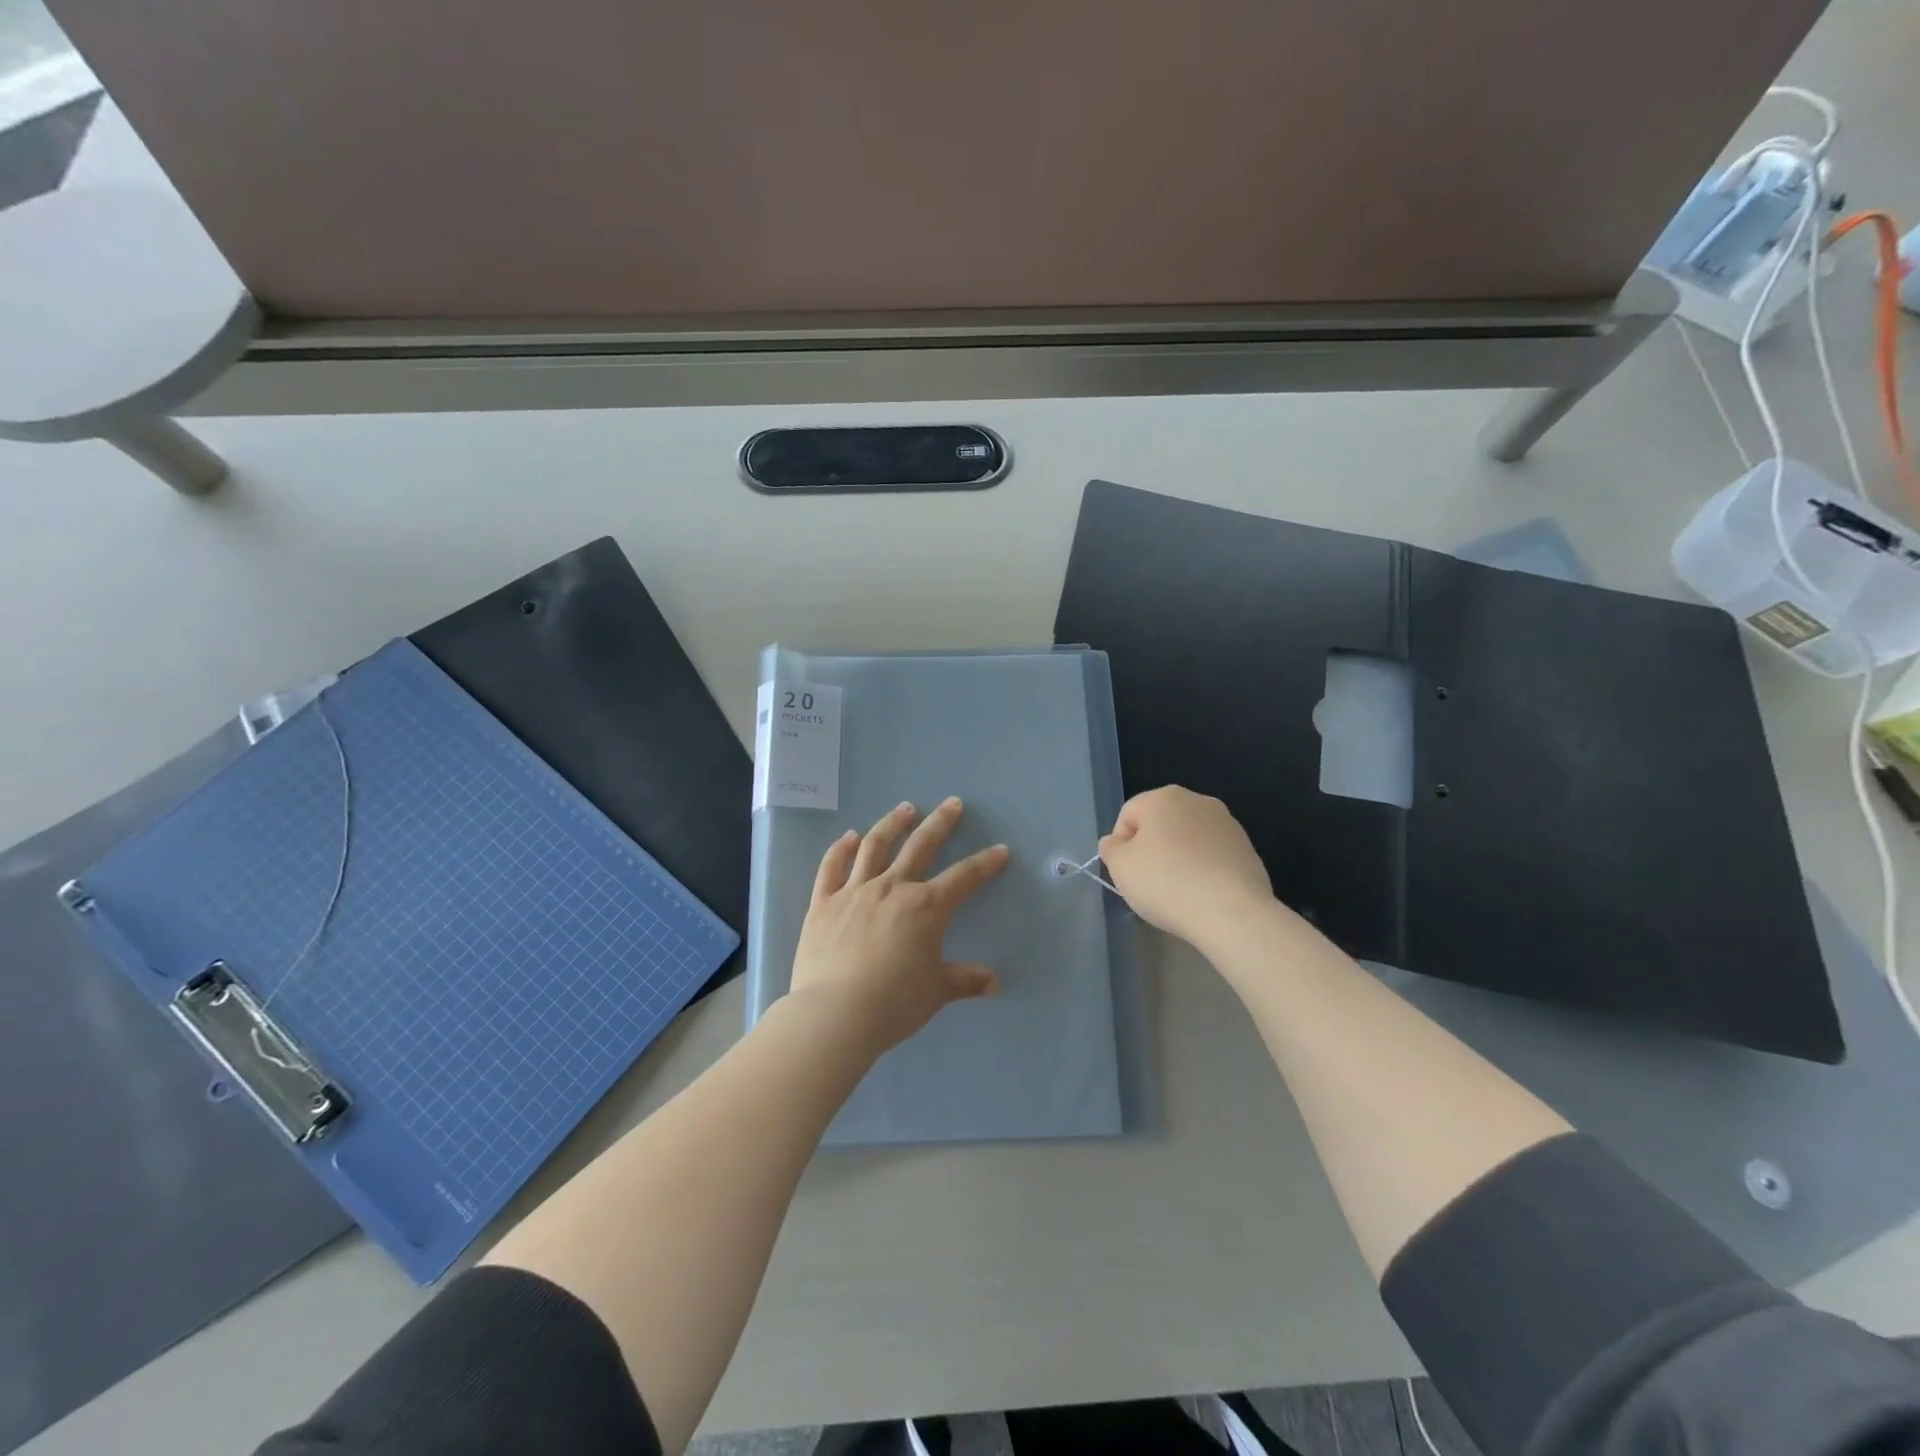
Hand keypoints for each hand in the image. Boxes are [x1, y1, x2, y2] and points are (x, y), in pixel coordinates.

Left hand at [789, 797, 1010, 1053]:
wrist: (835, 1014)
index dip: (984, 863)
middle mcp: (892, 888)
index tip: (1000, 849)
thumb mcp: (936, 992)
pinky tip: (849, 837)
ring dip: (893, 824)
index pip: (964, 877)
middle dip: (940, 823)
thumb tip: (996, 983)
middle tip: (952, 803)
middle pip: (920, 846)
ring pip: (875, 846)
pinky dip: (840, 848)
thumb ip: (966, 980)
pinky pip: (832, 867)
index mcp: (926, 907)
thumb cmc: (893, 1003)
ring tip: (905, 808)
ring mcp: (854, 891)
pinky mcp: (823, 902)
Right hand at [1097, 786, 1275, 947]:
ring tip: (1178, 892)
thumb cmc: (1166, 883)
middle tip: (1149, 883)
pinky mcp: (1247, 849)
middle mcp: (1197, 801)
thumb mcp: (1120, 867)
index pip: (1128, 815)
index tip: (1126, 873)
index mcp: (1164, 797)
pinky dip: (1204, 870)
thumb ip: (1111, 849)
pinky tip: (1202, 895)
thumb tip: (1116, 842)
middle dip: (1152, 849)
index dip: (1121, 845)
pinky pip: (1212, 856)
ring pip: (1189, 839)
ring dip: (1179, 858)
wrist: (1231, 912)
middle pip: (1161, 823)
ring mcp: (1227, 824)